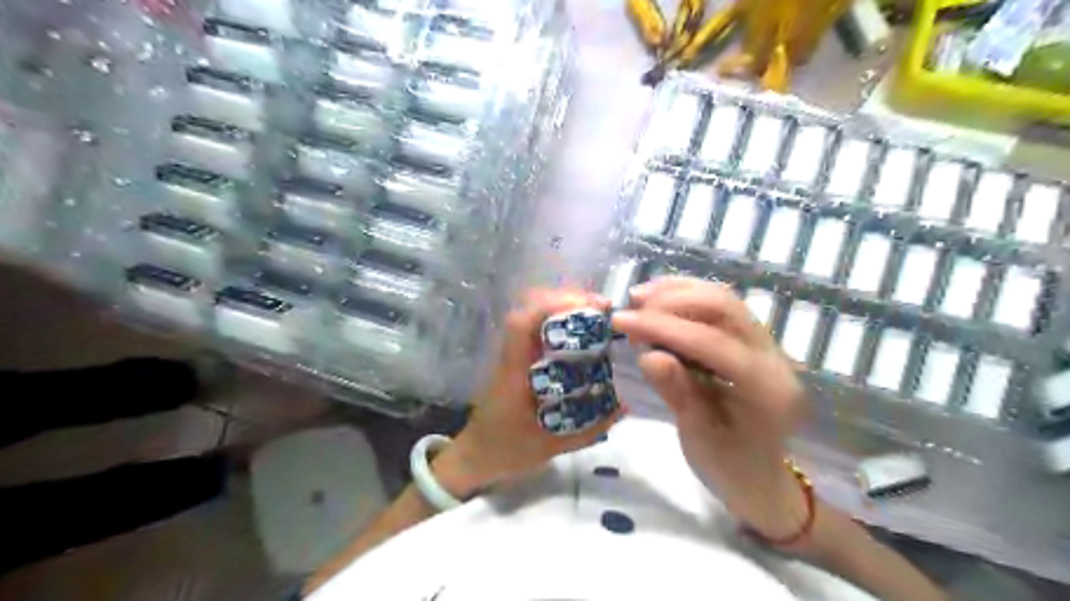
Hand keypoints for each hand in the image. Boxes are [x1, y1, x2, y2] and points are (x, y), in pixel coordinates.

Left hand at [434, 289, 627, 495]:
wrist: (475, 456)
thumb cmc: (507, 450)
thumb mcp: (552, 445)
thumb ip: (590, 429)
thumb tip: (625, 405)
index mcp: (513, 372)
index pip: (522, 324)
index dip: (553, 306)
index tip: (589, 307)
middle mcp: (511, 355)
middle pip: (529, 309)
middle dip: (566, 300)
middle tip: (603, 308)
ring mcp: (512, 355)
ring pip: (533, 315)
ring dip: (564, 307)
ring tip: (597, 314)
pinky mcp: (517, 359)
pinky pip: (536, 329)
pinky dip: (559, 321)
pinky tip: (581, 331)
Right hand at [615, 278, 805, 539]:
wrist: (761, 480)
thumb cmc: (730, 468)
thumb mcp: (700, 439)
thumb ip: (678, 393)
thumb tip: (648, 355)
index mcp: (767, 389)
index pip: (712, 341)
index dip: (663, 327)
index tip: (621, 322)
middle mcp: (774, 357)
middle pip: (723, 307)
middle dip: (671, 302)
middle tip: (631, 311)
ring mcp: (767, 345)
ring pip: (722, 299)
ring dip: (677, 293)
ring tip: (639, 298)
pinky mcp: (752, 341)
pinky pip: (720, 307)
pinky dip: (686, 297)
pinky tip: (659, 298)